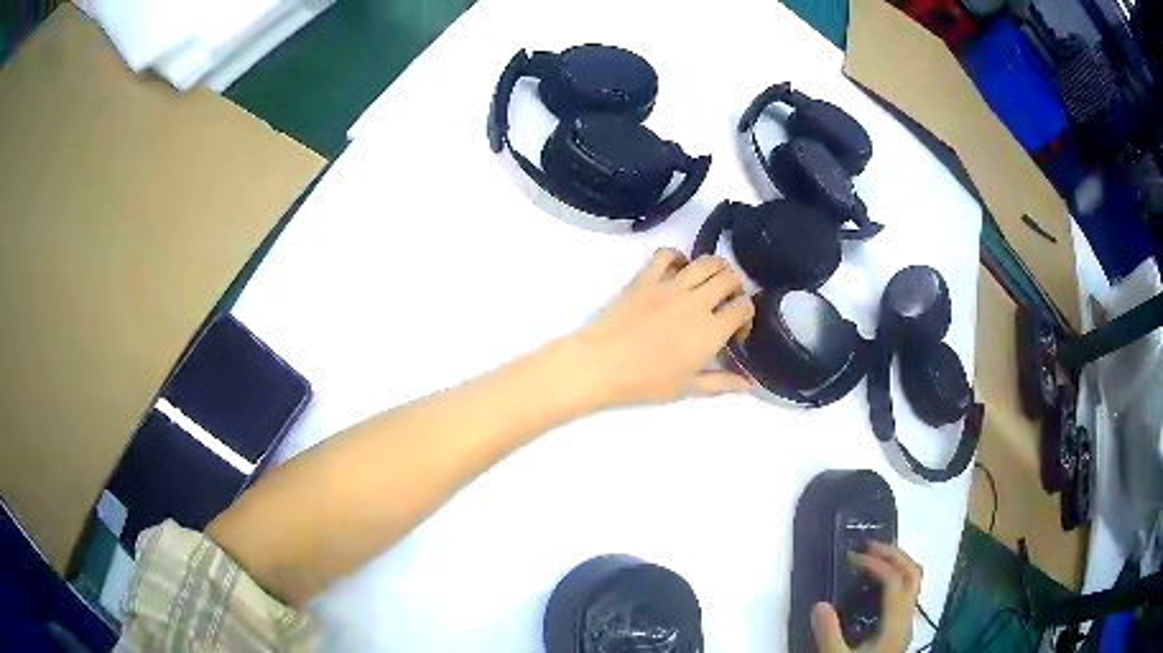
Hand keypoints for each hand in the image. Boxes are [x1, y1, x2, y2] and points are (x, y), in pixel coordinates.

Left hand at [570, 248, 754, 407]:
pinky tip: (678, 272)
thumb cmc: (645, 382)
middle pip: (730, 278)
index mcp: (711, 330)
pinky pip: (668, 254)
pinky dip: (679, 257)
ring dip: (716, 270)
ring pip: (707, 261)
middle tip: (725, 304)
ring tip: (708, 285)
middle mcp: (697, 301)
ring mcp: (670, 285)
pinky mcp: (646, 277)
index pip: (744, 307)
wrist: (601, 364)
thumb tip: (749, 384)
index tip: (735, 331)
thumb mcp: (688, 388)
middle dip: (736, 289)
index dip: (746, 316)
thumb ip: (722, 383)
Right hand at [811, 542, 922, 652]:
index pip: (894, 581)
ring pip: (914, 581)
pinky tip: (876, 586)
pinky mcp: (901, 628)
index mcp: (896, 623)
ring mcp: (907, 622)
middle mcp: (907, 617)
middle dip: (894, 554)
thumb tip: (818, 604)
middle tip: (867, 545)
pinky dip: (895, 578)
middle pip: (913, 574)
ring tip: (873, 558)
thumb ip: (829, 634)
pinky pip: (907, 592)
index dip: (876, 564)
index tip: (851, 558)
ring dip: (898, 563)